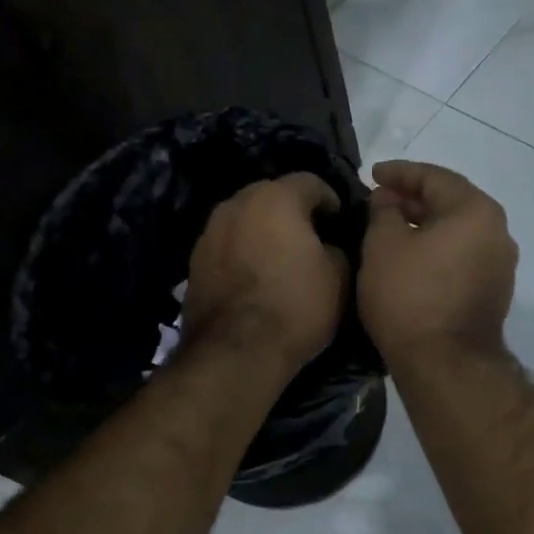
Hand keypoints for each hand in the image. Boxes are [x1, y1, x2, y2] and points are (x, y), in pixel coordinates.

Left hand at [182, 173, 349, 373]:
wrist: (235, 350)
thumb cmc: (296, 306)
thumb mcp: (339, 278)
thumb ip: (337, 249)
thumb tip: (326, 247)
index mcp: (276, 198)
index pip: (310, 182)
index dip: (330, 199)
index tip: (340, 221)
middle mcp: (237, 204)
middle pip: (271, 196)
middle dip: (292, 212)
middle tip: (310, 238)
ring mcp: (209, 232)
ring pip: (245, 220)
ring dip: (263, 232)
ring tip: (279, 259)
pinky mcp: (194, 261)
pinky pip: (227, 246)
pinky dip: (243, 254)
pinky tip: (254, 279)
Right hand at [360, 159, 517, 363]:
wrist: (445, 365)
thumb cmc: (409, 298)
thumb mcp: (382, 246)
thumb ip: (383, 212)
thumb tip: (388, 201)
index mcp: (475, 211)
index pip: (434, 177)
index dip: (398, 173)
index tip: (371, 174)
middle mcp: (498, 232)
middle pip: (451, 202)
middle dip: (412, 199)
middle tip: (379, 202)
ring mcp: (500, 265)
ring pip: (458, 231)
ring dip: (425, 225)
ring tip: (391, 229)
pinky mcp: (494, 292)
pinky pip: (463, 256)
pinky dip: (438, 249)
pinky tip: (412, 257)